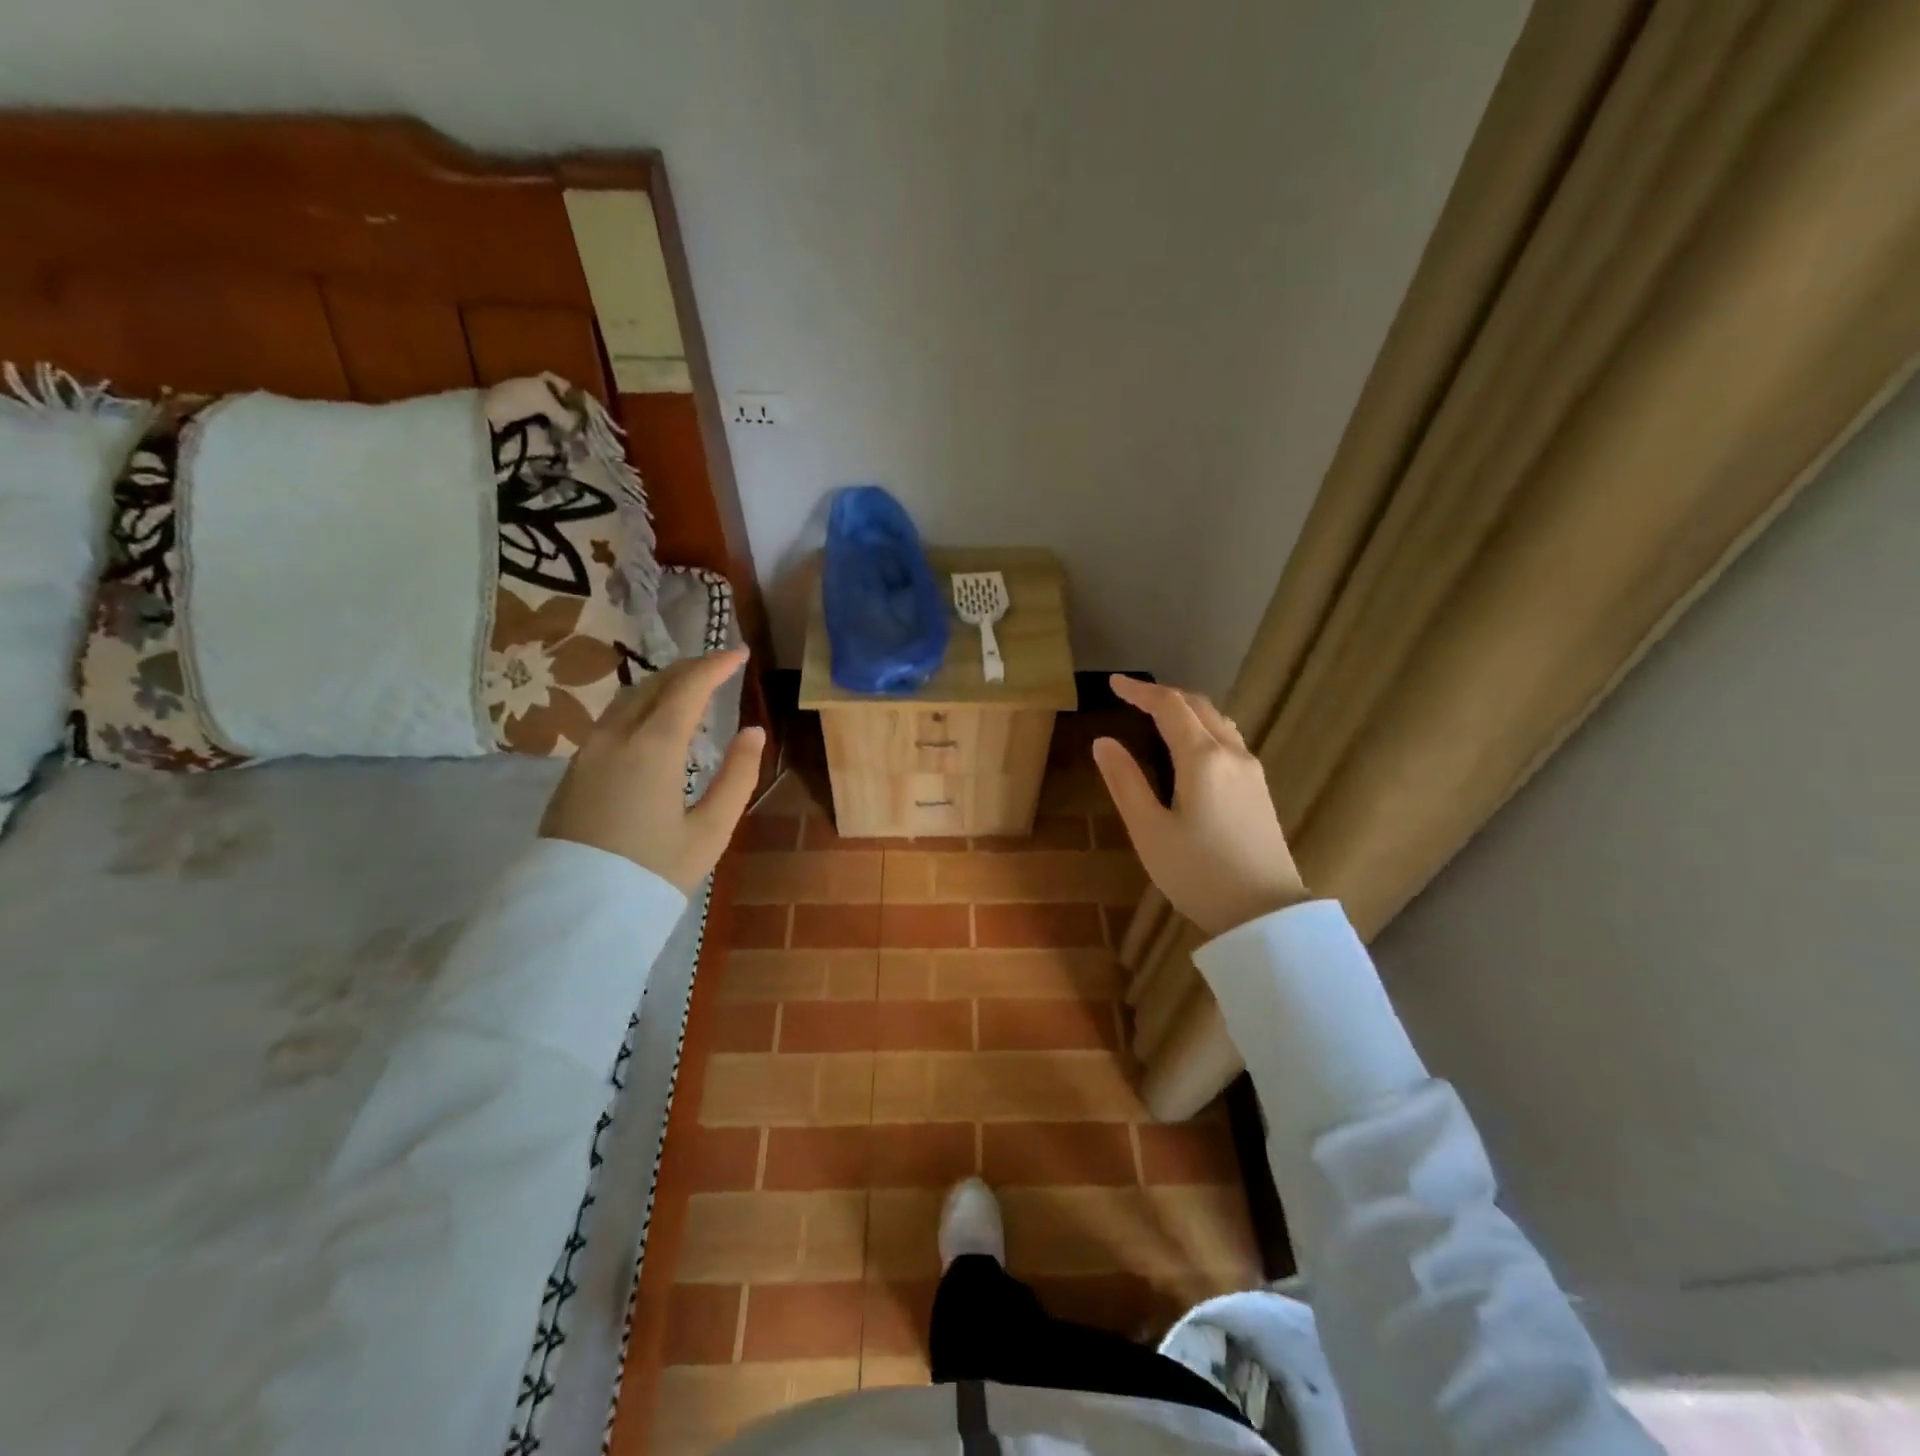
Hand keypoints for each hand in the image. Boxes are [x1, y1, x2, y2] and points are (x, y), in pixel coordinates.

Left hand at [539, 650, 765, 891]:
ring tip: (691, 689)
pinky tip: (656, 720)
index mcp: (653, 748)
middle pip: (654, 684)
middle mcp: (615, 737)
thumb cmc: (654, 871)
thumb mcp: (710, 830)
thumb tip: (753, 732)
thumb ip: (737, 776)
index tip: (740, 653)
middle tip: (720, 667)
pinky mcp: (575, 769)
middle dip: (690, 669)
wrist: (577, 911)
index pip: (687, 687)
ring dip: (663, 685)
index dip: (716, 665)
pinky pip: (612, 719)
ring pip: (628, 699)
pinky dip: (642, 706)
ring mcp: (588, 751)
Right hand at [1092, 675, 1306, 937]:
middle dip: (1165, 695)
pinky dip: (1204, 727)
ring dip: (1188, 709)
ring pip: (1219, 721)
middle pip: (1199, 706)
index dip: (1140, 691)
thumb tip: (1103, 742)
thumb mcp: (1149, 830)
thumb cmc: (1198, 873)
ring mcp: (1251, 771)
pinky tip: (1193, 747)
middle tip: (1133, 696)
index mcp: (1202, 758)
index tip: (1114, 683)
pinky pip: (1230, 739)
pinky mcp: (1259, 790)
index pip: (1169, 706)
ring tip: (1160, 715)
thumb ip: (1125, 782)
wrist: (1265, 914)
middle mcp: (1231, 753)